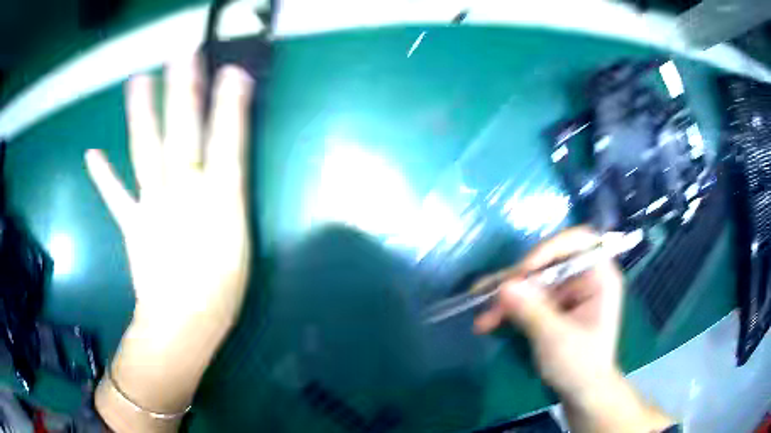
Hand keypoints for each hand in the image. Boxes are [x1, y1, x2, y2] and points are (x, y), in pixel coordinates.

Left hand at [88, 58, 253, 431]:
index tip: (232, 70)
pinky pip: (116, 195)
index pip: (225, 140)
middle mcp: (182, 192)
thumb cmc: (222, 289)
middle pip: (182, 133)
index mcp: (216, 199)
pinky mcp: (132, 224)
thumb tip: (229, 158)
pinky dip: (103, 175)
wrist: (183, 325)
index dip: (228, 103)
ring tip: (137, 81)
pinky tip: (93, 154)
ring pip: (145, 151)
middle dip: (183, 90)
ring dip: (140, 114)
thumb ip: (232, 193)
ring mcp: (151, 206)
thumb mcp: (240, 238)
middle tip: (183, 54)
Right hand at [473, 227, 672, 432]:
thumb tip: (503, 286)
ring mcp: (567, 293)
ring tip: (481, 317)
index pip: (579, 241)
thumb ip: (531, 310)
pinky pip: (529, 299)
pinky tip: (488, 322)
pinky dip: (510, 310)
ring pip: (533, 283)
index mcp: (599, 277)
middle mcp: (583, 279)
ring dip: (506, 299)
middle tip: (488, 295)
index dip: (551, 248)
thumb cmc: (580, 365)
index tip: (525, 270)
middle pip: (548, 263)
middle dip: (517, 281)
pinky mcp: (554, 308)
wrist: (582, 393)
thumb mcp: (556, 338)